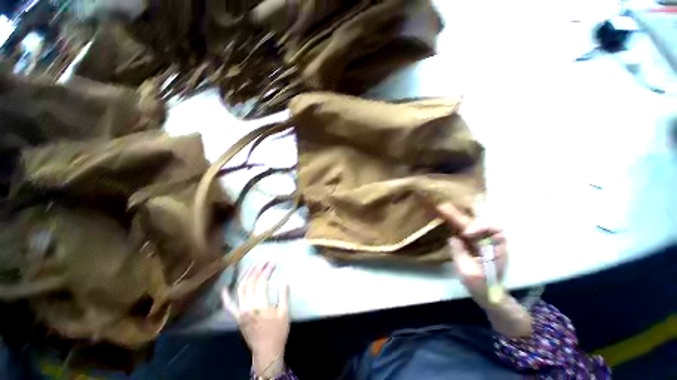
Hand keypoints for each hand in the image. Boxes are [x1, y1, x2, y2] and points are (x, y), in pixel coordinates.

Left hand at [222, 262, 289, 377]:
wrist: (267, 352)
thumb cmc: (278, 332)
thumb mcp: (285, 313)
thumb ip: (284, 295)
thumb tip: (285, 278)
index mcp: (259, 306)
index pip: (260, 283)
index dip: (266, 271)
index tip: (272, 263)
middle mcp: (246, 307)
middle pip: (249, 283)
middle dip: (256, 270)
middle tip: (263, 261)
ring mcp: (239, 313)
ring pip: (240, 290)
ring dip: (246, 276)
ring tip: (252, 266)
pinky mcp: (237, 318)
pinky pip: (229, 306)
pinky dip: (226, 296)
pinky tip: (225, 287)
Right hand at [436, 203, 507, 308]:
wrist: (489, 294)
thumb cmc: (482, 286)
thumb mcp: (469, 273)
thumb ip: (461, 254)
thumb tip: (452, 238)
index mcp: (497, 249)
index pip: (494, 230)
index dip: (481, 228)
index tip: (466, 233)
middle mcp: (490, 242)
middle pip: (477, 224)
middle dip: (461, 216)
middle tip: (444, 207)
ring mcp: (481, 242)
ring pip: (470, 225)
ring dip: (457, 217)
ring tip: (443, 208)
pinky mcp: (473, 244)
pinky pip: (464, 231)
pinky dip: (455, 223)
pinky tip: (446, 218)